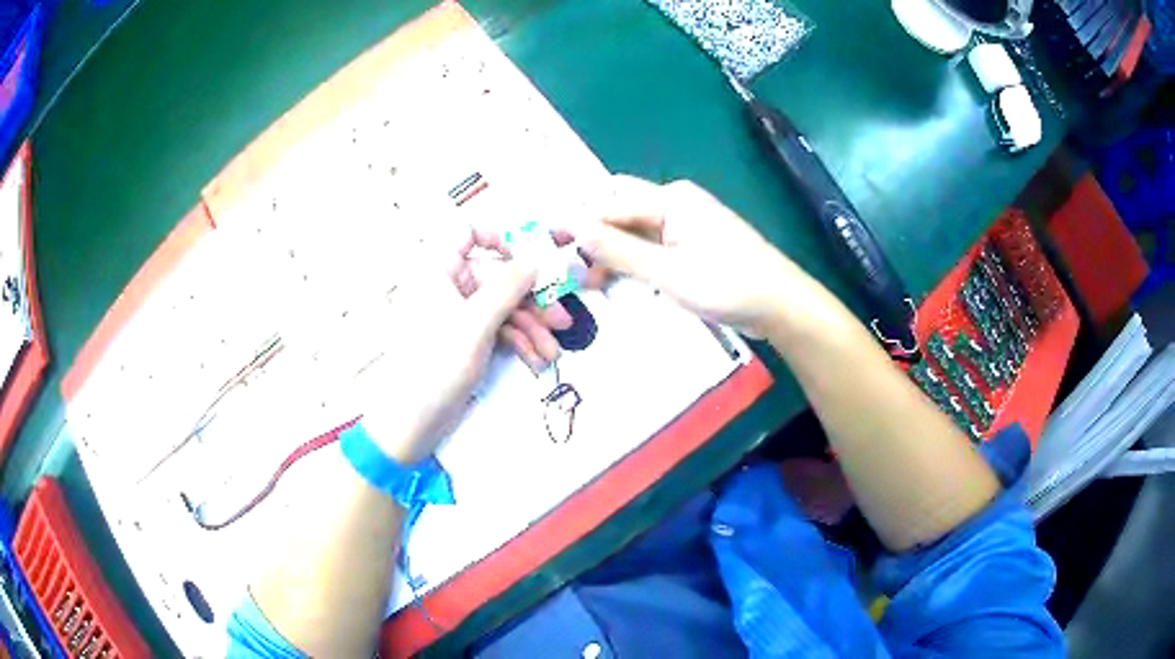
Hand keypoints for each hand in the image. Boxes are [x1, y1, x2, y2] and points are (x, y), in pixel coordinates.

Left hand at [358, 230, 543, 461]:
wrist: (412, 421)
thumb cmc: (436, 364)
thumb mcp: (476, 323)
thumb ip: (509, 286)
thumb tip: (538, 257)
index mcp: (438, 269)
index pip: (467, 232)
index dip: (499, 238)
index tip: (529, 259)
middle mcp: (448, 285)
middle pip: (497, 277)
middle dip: (531, 300)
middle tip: (562, 320)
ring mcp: (458, 314)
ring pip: (503, 306)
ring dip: (531, 328)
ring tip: (552, 352)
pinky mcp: (466, 339)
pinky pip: (498, 329)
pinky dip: (518, 343)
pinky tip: (536, 361)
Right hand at [578, 175, 798, 334]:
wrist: (781, 305)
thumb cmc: (729, 285)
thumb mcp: (669, 272)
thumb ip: (619, 250)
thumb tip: (571, 226)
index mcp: (671, 199)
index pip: (610, 204)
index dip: (578, 226)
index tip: (549, 251)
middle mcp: (676, 203)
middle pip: (621, 212)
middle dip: (594, 236)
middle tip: (571, 269)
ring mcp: (686, 225)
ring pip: (635, 232)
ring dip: (612, 253)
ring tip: (589, 284)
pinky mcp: (693, 247)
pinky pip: (652, 247)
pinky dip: (633, 262)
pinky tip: (619, 282)